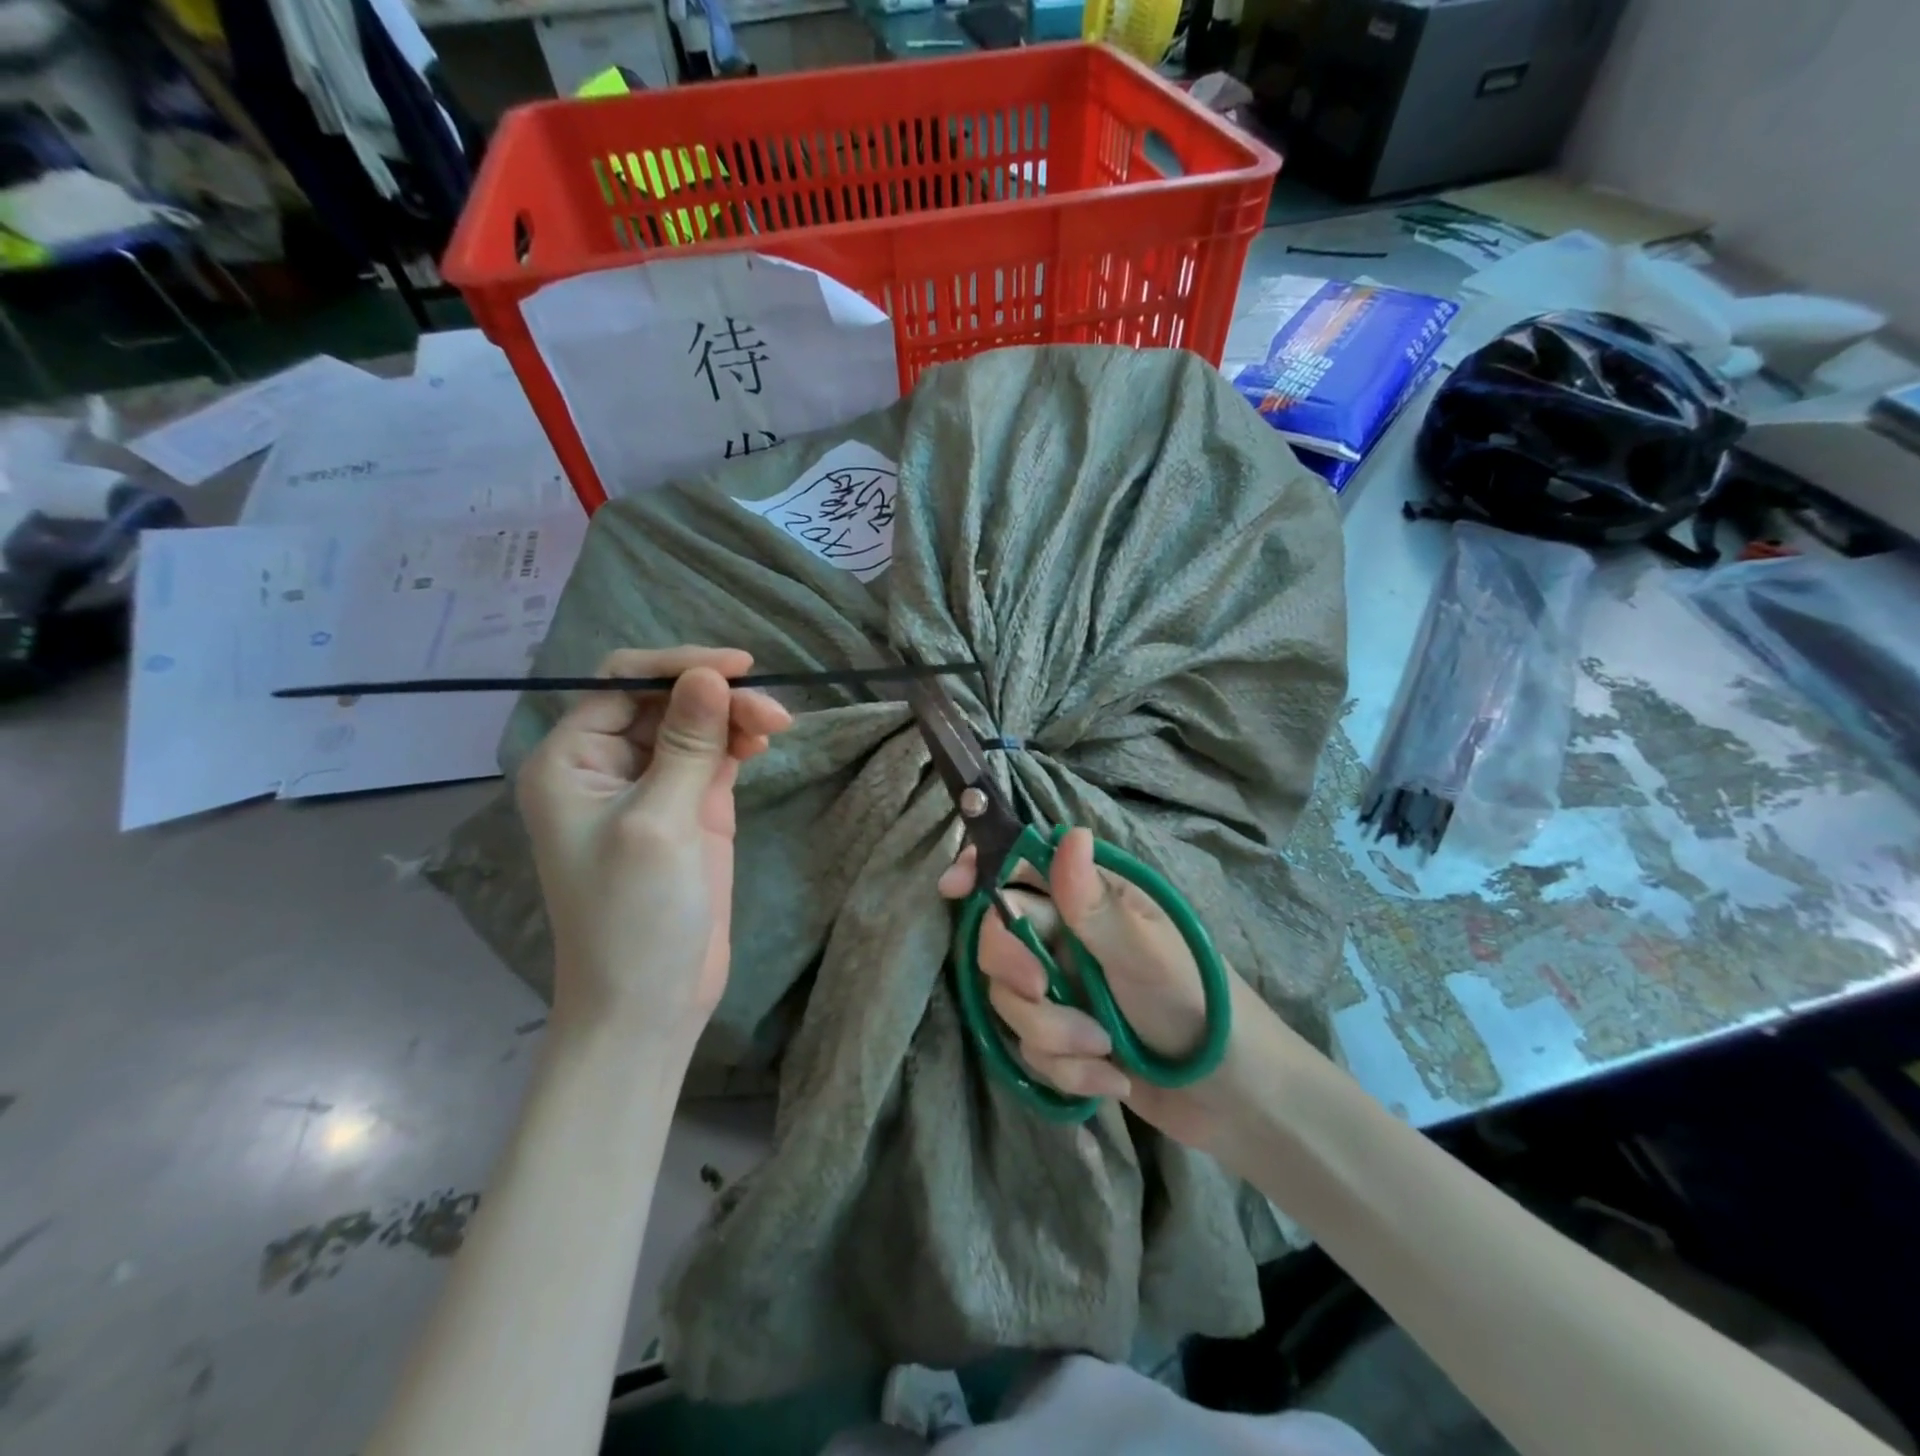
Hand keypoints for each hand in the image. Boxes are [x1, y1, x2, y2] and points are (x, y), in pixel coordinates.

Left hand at [517, 647, 791, 1049]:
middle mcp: (606, 763)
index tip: (740, 668)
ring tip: (777, 727)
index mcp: (571, 759)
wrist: (649, 1002)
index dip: (679, 667)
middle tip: (773, 714)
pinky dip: (738, 742)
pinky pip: (713, 755)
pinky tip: (762, 742)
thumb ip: (687, 745)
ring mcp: (652, 786)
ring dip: (734, 717)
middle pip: (664, 700)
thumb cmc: (635, 915)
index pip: (622, 682)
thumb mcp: (659, 822)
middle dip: (717, 697)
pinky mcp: (689, 808)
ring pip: (695, 724)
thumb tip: (711, 675)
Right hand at [937, 828, 1252, 1150]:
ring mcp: (1065, 988)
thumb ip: (1096, 904)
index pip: (1023, 865)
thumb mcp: (1147, 954)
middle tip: (1041, 988)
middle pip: (1000, 937)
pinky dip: (1067, 1070)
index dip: (982, 870)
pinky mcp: (1064, 1039)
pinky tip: (1111, 1080)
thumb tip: (1069, 834)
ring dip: (1052, 1033)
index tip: (952, 889)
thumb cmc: (1200, 1004)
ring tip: (1103, 1051)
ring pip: (1010, 1000)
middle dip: (1015, 970)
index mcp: (1093, 898)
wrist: (1237, 1099)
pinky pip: (1030, 1049)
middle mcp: (1069, 936)